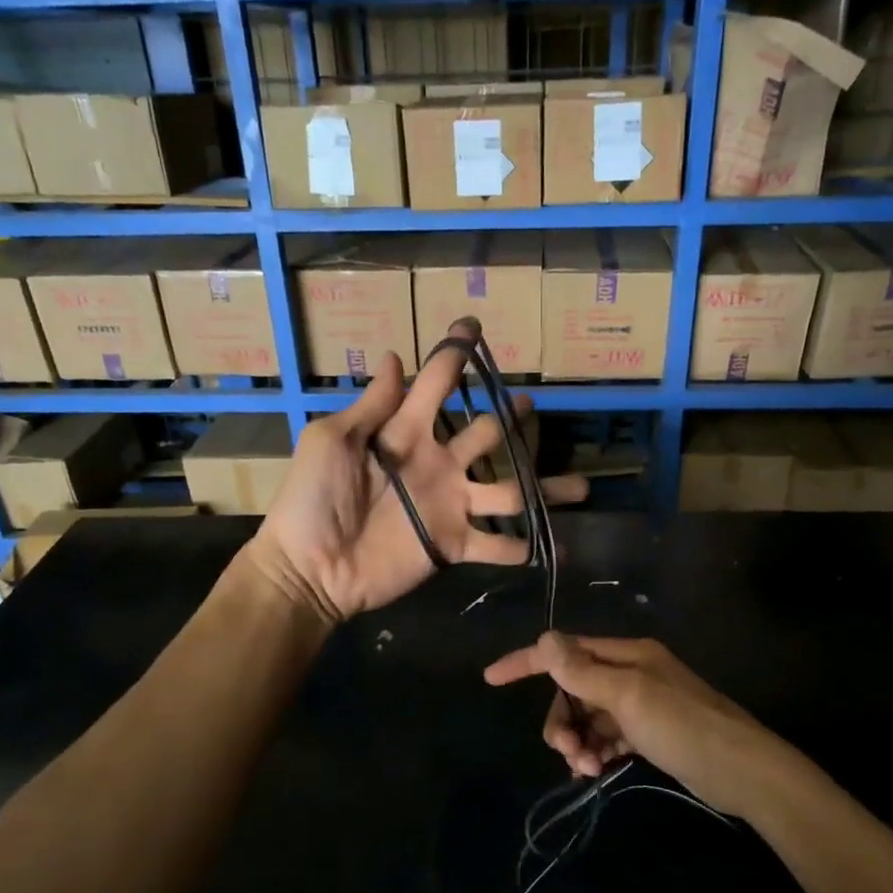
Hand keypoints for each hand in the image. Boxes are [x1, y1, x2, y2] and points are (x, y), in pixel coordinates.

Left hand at [245, 321, 587, 624]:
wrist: (310, 567)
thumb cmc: (312, 499)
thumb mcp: (332, 440)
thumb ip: (371, 405)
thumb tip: (394, 355)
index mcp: (406, 432)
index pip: (436, 385)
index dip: (453, 355)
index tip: (473, 326)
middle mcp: (437, 463)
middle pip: (485, 434)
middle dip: (510, 418)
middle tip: (531, 407)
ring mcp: (450, 505)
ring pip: (508, 490)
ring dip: (544, 488)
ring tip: (581, 486)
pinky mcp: (453, 544)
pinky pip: (497, 545)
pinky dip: (525, 548)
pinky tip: (560, 549)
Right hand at [483, 633, 797, 814]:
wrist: (742, 771)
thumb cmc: (683, 726)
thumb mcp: (627, 696)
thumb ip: (582, 671)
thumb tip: (543, 639)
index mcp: (626, 654)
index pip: (566, 650)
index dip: (526, 662)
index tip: (491, 678)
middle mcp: (631, 672)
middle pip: (573, 689)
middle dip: (562, 719)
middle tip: (566, 752)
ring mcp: (640, 704)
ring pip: (588, 716)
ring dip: (578, 740)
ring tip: (586, 769)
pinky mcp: (649, 732)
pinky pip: (606, 736)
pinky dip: (595, 750)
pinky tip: (596, 770)